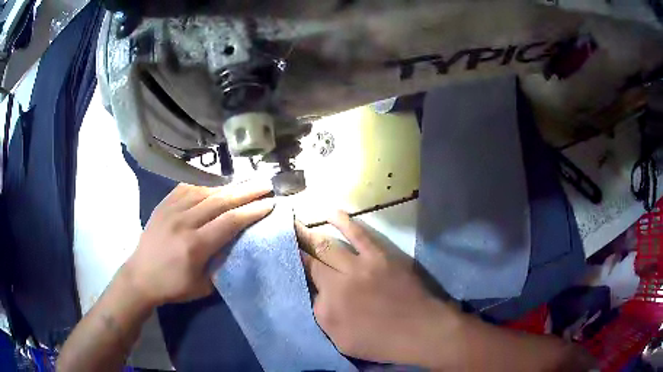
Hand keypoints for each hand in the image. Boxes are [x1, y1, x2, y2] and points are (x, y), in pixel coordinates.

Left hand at [122, 182, 273, 307]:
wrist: (140, 277)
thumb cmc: (172, 286)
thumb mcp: (202, 287)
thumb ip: (221, 265)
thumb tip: (236, 248)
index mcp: (195, 245)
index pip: (230, 221)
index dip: (252, 211)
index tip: (270, 204)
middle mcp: (183, 222)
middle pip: (220, 201)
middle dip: (246, 191)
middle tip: (265, 184)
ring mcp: (171, 210)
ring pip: (204, 192)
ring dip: (227, 187)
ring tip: (244, 184)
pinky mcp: (163, 205)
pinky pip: (186, 189)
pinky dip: (204, 187)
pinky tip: (213, 187)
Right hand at [296, 212, 460, 367]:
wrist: (422, 331)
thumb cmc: (384, 343)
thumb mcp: (343, 342)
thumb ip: (324, 318)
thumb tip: (317, 296)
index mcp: (327, 309)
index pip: (305, 287)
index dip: (295, 273)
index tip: (284, 261)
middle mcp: (337, 285)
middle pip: (310, 262)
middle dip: (294, 248)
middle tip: (279, 234)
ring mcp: (359, 267)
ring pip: (327, 246)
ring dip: (308, 233)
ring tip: (293, 221)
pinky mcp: (379, 256)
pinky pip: (358, 233)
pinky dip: (342, 221)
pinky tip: (329, 212)